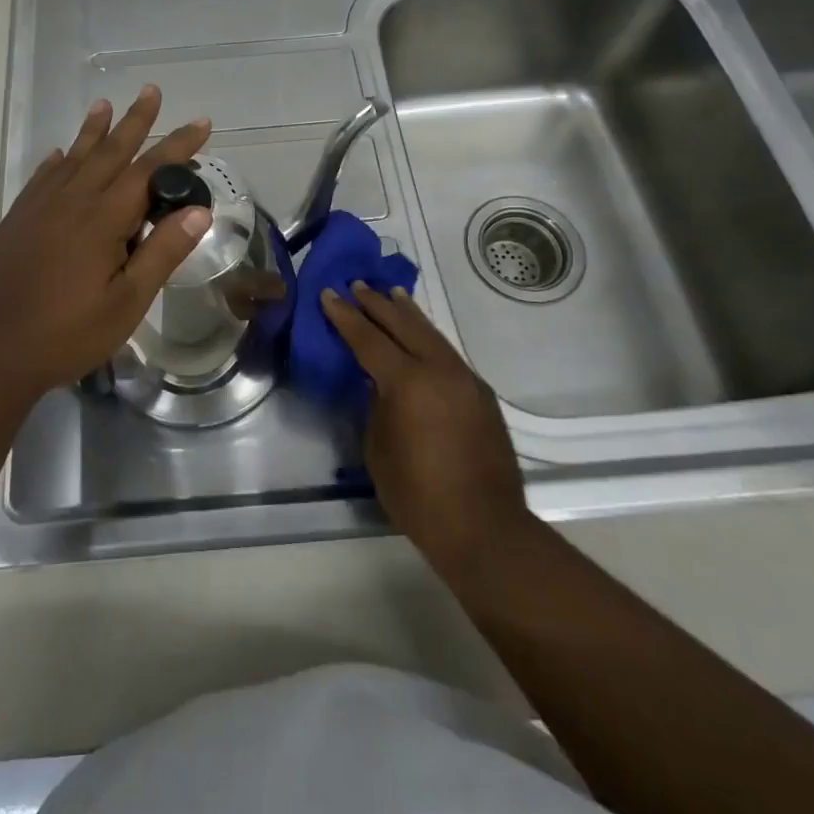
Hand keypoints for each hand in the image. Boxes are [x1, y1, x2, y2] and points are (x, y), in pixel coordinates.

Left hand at [0, 85, 211, 397]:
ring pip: (74, 158)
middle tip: (151, 90)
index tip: (201, 123)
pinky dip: (56, 161)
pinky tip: (61, 154)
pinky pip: (42, 178)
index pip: (148, 170)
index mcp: (102, 220)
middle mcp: (71, 201)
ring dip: (93, 130)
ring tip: (105, 104)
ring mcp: (39, 208)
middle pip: (110, 152)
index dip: (177, 146)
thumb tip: (198, 210)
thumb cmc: (67, 334)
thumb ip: (162, 253)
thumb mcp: (127, 303)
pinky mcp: (17, 220)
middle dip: (135, 121)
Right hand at [321, 282, 533, 582]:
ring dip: (407, 313)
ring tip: (391, 294)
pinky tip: (420, 336)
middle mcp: (439, 370)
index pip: (368, 338)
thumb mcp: (377, 448)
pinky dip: (427, 337)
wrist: (485, 529)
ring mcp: (465, 379)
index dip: (345, 316)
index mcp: (407, 382)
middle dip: (377, 304)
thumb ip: (374, 405)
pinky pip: (447, 353)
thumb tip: (377, 383)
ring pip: (430, 333)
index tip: (328, 294)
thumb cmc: (418, 495)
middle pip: (403, 325)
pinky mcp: (481, 394)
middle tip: (357, 285)